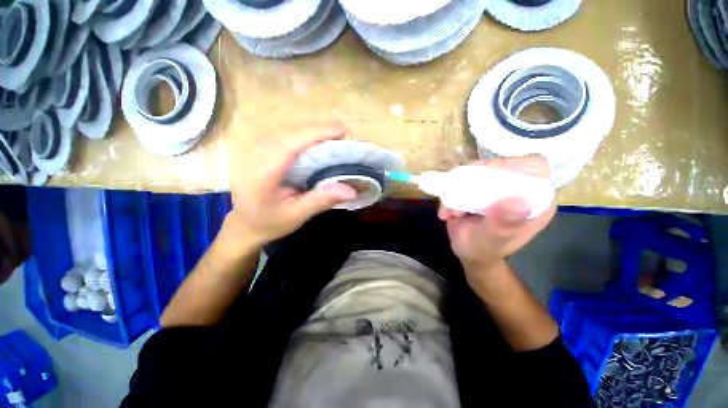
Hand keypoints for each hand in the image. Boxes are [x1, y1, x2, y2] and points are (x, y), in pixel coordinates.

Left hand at [227, 122, 356, 245]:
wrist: (243, 222)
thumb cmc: (268, 221)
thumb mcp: (296, 215)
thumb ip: (321, 201)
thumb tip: (352, 191)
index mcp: (264, 170)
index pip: (293, 142)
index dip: (319, 133)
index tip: (343, 131)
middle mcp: (258, 152)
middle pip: (294, 132)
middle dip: (321, 131)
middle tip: (345, 140)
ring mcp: (258, 147)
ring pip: (291, 130)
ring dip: (315, 132)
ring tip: (336, 141)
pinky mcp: (262, 147)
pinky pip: (288, 135)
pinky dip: (306, 137)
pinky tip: (318, 145)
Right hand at [438, 156, 555, 277]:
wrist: (467, 252)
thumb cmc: (483, 250)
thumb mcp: (493, 239)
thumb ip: (503, 223)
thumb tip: (520, 202)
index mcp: (535, 201)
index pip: (534, 167)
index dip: (512, 166)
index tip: (487, 178)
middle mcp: (518, 190)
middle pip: (501, 165)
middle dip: (475, 179)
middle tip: (460, 194)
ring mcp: (497, 189)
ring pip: (478, 171)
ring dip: (458, 188)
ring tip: (452, 212)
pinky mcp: (479, 190)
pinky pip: (462, 180)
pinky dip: (450, 194)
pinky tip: (447, 213)